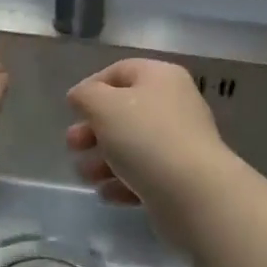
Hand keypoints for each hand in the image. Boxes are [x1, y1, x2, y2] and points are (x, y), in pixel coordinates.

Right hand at [66, 59, 236, 243]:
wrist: (194, 194)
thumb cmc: (145, 138)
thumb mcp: (104, 106)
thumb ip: (86, 96)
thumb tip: (81, 96)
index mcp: (161, 77)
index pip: (120, 71)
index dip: (92, 87)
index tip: (71, 110)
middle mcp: (174, 104)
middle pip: (125, 111)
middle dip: (93, 129)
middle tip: (72, 145)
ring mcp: (180, 142)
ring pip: (133, 145)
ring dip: (103, 159)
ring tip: (85, 176)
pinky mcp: (181, 178)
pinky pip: (146, 174)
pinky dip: (123, 182)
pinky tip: (107, 193)